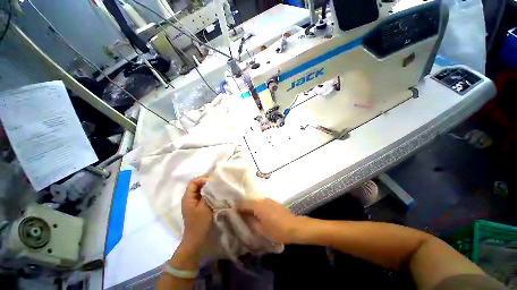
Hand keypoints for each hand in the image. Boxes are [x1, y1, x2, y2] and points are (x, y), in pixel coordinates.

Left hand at [181, 175, 212, 251]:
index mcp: (188, 197)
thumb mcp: (204, 207)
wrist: (196, 239)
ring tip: (218, 185)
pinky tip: (215, 193)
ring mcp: (193, 202)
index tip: (213, 180)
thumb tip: (212, 183)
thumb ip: (207, 194)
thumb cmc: (199, 223)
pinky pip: (202, 195)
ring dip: (208, 187)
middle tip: (217, 181)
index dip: (202, 178)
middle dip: (206, 181)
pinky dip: (208, 192)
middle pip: (196, 184)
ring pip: (200, 189)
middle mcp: (189, 197)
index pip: (193, 182)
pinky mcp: (197, 206)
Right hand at [239, 198, 300, 243]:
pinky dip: (257, 206)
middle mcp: (262, 199)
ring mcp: (268, 200)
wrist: (293, 226)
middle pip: (249, 201)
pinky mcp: (273, 201)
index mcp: (257, 205)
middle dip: (243, 206)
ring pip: (255, 201)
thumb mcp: (260, 229)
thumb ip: (250, 221)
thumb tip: (242, 215)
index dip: (236, 207)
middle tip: (238, 214)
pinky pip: (261, 202)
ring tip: (247, 214)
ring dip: (250, 206)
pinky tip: (257, 213)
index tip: (231, 211)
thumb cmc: (276, 230)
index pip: (243, 203)